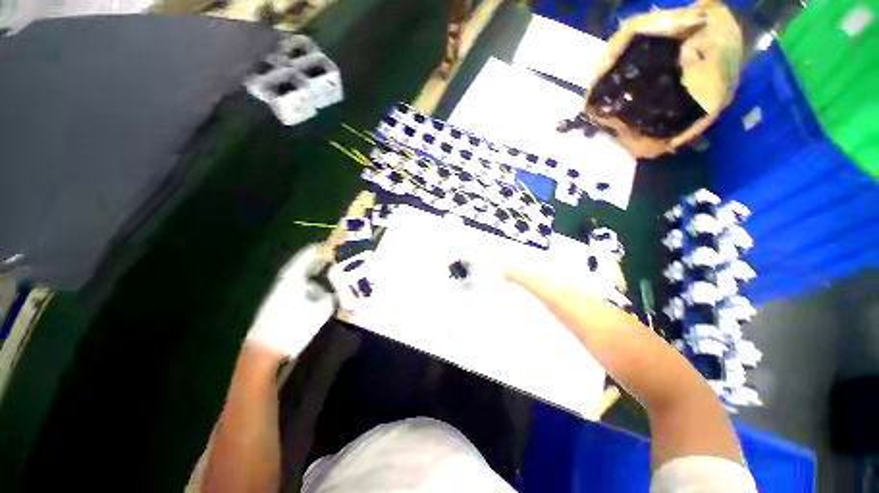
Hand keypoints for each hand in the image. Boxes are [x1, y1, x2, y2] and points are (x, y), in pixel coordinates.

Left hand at [245, 244, 335, 360]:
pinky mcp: (280, 300)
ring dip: (317, 272)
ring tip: (332, 274)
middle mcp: (286, 279)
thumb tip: (332, 290)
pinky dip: (311, 283)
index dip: (323, 248)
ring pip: (303, 274)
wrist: (264, 349)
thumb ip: (330, 295)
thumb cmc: (293, 326)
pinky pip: (300, 285)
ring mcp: (281, 289)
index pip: (309, 253)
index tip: (338, 246)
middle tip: (339, 258)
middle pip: (305, 262)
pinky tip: (320, 291)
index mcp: (293, 276)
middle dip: (322, 259)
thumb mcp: (321, 310)